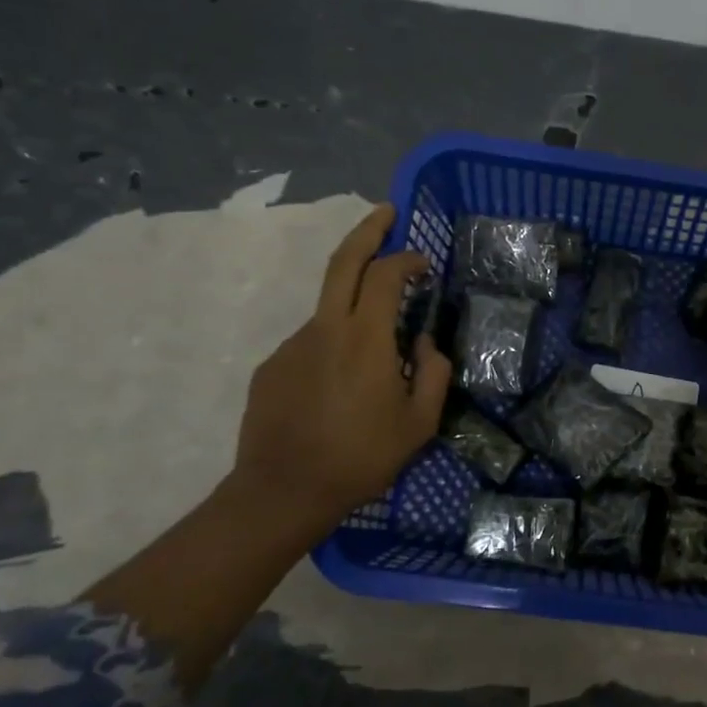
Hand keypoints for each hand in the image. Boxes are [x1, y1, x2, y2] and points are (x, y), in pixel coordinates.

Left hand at [232, 204, 451, 531]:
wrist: (282, 493)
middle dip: (367, 230)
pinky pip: (312, 344)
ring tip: (375, 360)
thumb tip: (425, 341)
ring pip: (329, 310)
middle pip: (343, 261)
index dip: (406, 258)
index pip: (384, 275)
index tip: (423, 262)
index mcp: (365, 338)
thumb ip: (433, 373)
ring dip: (355, 309)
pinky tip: (341, 388)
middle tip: (386, 212)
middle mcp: (325, 329)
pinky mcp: (272, 367)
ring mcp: (293, 346)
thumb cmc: (361, 458)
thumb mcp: (419, 424)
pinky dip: (334, 348)